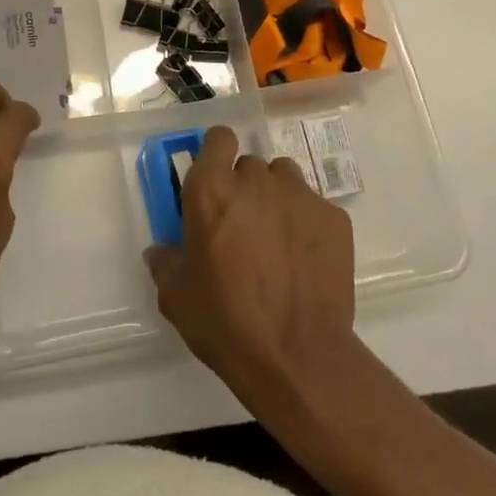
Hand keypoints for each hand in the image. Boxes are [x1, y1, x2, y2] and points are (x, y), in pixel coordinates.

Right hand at [144, 125, 356, 407]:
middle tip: (242, 226)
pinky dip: (307, 225)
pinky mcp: (334, 217)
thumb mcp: (177, 298)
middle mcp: (256, 180)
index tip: (216, 179)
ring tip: (276, 238)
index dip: (217, 153)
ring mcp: (300, 195)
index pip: (218, 138)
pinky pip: (315, 207)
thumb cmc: (226, 324)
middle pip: (250, 164)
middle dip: (245, 187)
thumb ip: (166, 262)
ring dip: (277, 198)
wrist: (298, 357)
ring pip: (285, 179)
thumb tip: (161, 251)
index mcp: (211, 190)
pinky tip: (304, 260)